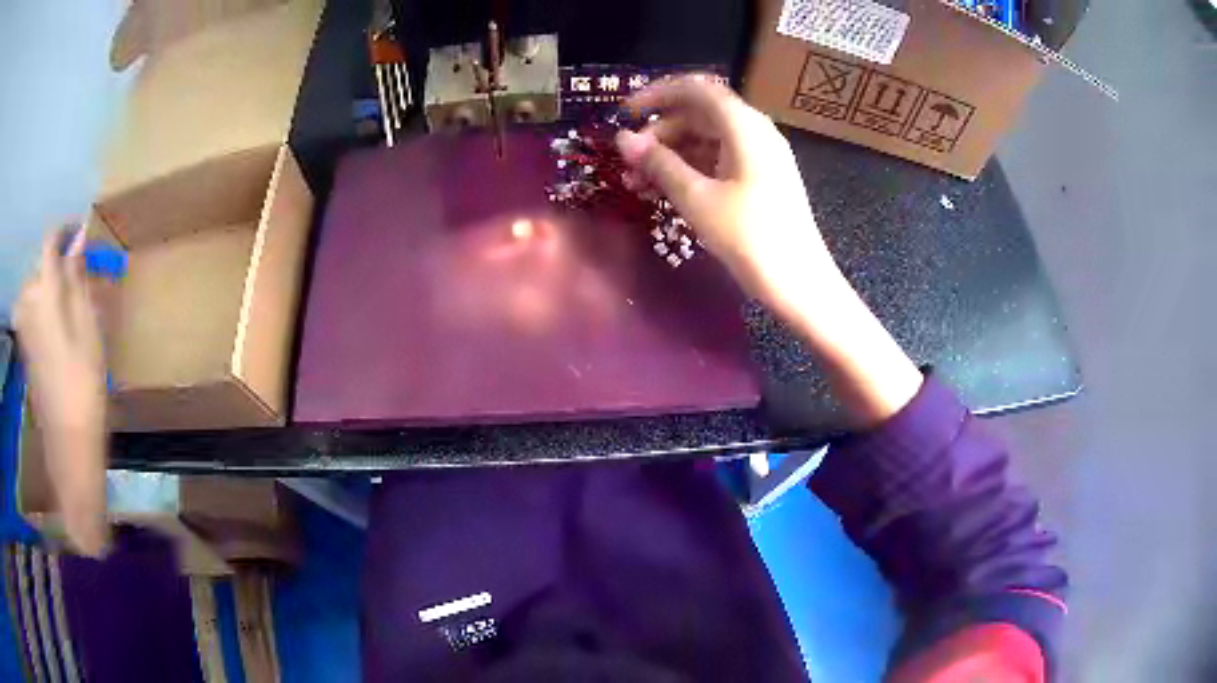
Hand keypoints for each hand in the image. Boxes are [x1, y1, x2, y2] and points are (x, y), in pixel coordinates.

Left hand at [13, 228, 109, 555]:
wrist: (68, 443)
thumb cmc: (83, 384)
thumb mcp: (88, 327)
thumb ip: (77, 278)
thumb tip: (78, 239)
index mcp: (44, 294)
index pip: (49, 242)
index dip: (64, 231)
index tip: (80, 232)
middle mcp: (28, 304)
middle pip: (40, 265)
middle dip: (58, 264)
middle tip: (79, 276)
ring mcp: (23, 327)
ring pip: (34, 287)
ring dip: (49, 285)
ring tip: (67, 300)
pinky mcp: (24, 346)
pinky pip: (30, 309)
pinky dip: (42, 305)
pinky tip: (54, 322)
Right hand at [617, 76, 922, 425]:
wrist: (801, 284)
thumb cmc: (750, 238)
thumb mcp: (697, 199)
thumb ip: (659, 163)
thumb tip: (622, 140)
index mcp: (744, 126)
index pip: (695, 89)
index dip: (656, 94)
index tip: (623, 113)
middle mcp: (755, 131)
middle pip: (699, 114)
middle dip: (659, 132)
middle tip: (628, 161)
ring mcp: (760, 156)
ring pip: (707, 139)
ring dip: (671, 154)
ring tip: (638, 182)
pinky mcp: (761, 179)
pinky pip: (719, 160)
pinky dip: (691, 169)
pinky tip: (666, 192)